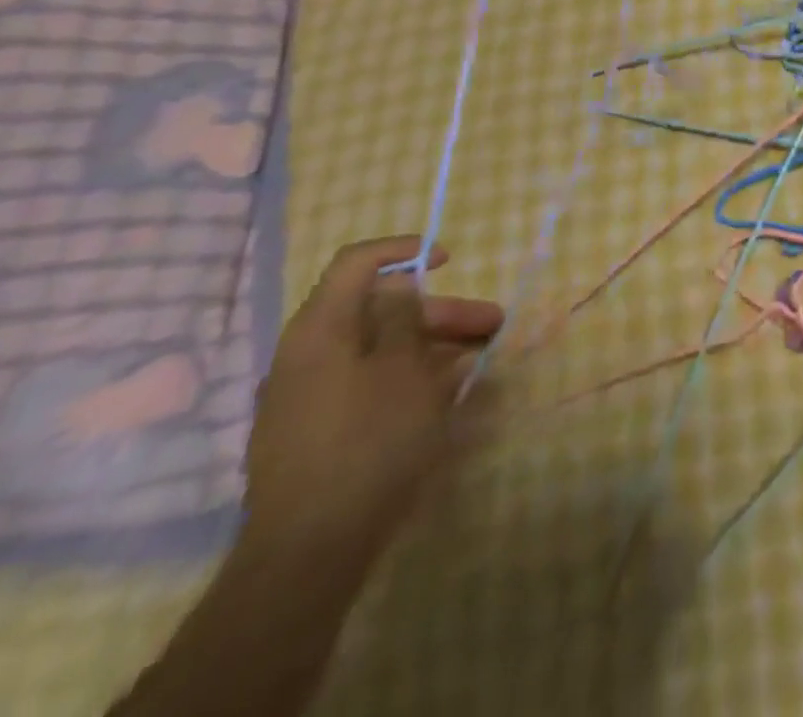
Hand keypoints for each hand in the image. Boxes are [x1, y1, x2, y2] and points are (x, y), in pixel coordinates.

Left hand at [242, 237, 503, 560]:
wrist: (311, 550)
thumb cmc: (369, 440)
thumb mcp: (403, 367)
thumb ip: (402, 317)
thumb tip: (396, 286)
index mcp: (321, 331)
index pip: (357, 263)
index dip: (404, 251)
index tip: (450, 261)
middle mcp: (309, 356)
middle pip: (380, 311)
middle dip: (441, 312)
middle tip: (493, 324)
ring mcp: (312, 397)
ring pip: (382, 350)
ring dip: (434, 346)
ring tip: (483, 360)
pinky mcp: (321, 432)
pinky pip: (372, 385)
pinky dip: (412, 378)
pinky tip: (450, 392)